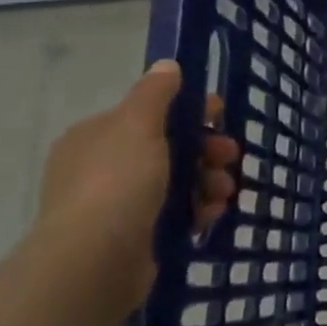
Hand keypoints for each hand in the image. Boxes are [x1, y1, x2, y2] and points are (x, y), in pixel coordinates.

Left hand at [33, 61, 238, 307]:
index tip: (221, 116)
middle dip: (206, 151)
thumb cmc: (117, 181)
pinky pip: (177, 214)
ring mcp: (119, 204)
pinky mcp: (137, 236)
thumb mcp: (138, 124)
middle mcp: (103, 167)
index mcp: (97, 136)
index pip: (150, 114)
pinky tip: (210, 215)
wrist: (96, 259)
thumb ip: (156, 93)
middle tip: (230, 157)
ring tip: (224, 193)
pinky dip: (198, 211)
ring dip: (209, 182)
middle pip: (169, 149)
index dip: (189, 112)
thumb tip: (167, 65)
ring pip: (178, 182)